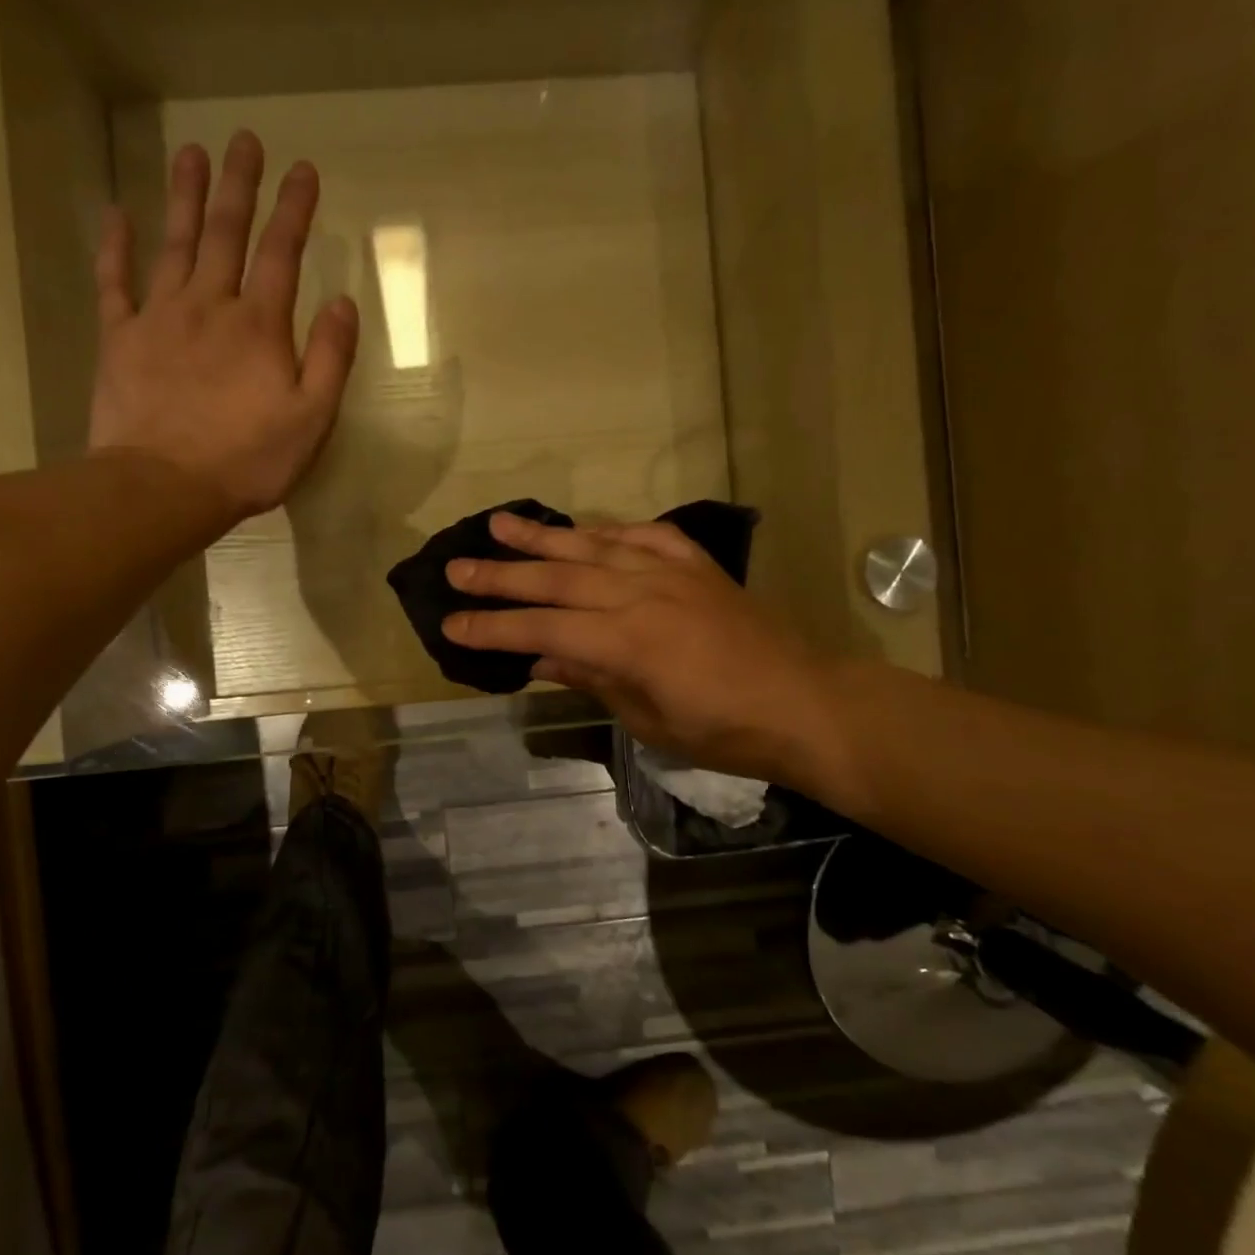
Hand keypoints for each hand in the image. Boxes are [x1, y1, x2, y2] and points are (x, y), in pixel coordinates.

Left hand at [88, 131, 359, 523]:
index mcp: (259, 326)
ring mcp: (159, 318)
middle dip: (238, 185)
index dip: (294, 210)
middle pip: (225, 233)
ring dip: (184, 197)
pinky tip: (116, 215)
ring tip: (190, 151)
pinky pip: (114, 282)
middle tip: (243, 140)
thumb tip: (343, 302)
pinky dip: (114, 246)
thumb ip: (331, 359)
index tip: (303, 169)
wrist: (165, 486)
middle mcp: (209, 306)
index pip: (282, 253)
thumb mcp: (311, 419)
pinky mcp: (120, 339)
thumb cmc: (248, 459)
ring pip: (174, 244)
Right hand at [441, 513, 840, 784]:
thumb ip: (591, 679)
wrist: (804, 703)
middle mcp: (641, 594)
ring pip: (593, 545)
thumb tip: (540, 660)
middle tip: (456, 568)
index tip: (451, 624)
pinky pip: (644, 535)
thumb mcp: (647, 719)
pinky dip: (610, 530)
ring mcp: (670, 572)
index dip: (493, 628)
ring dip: (543, 535)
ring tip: (500, 523)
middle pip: (557, 577)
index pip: (542, 629)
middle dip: (501, 575)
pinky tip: (587, 528)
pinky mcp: (696, 564)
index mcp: (626, 641)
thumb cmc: (723, 730)